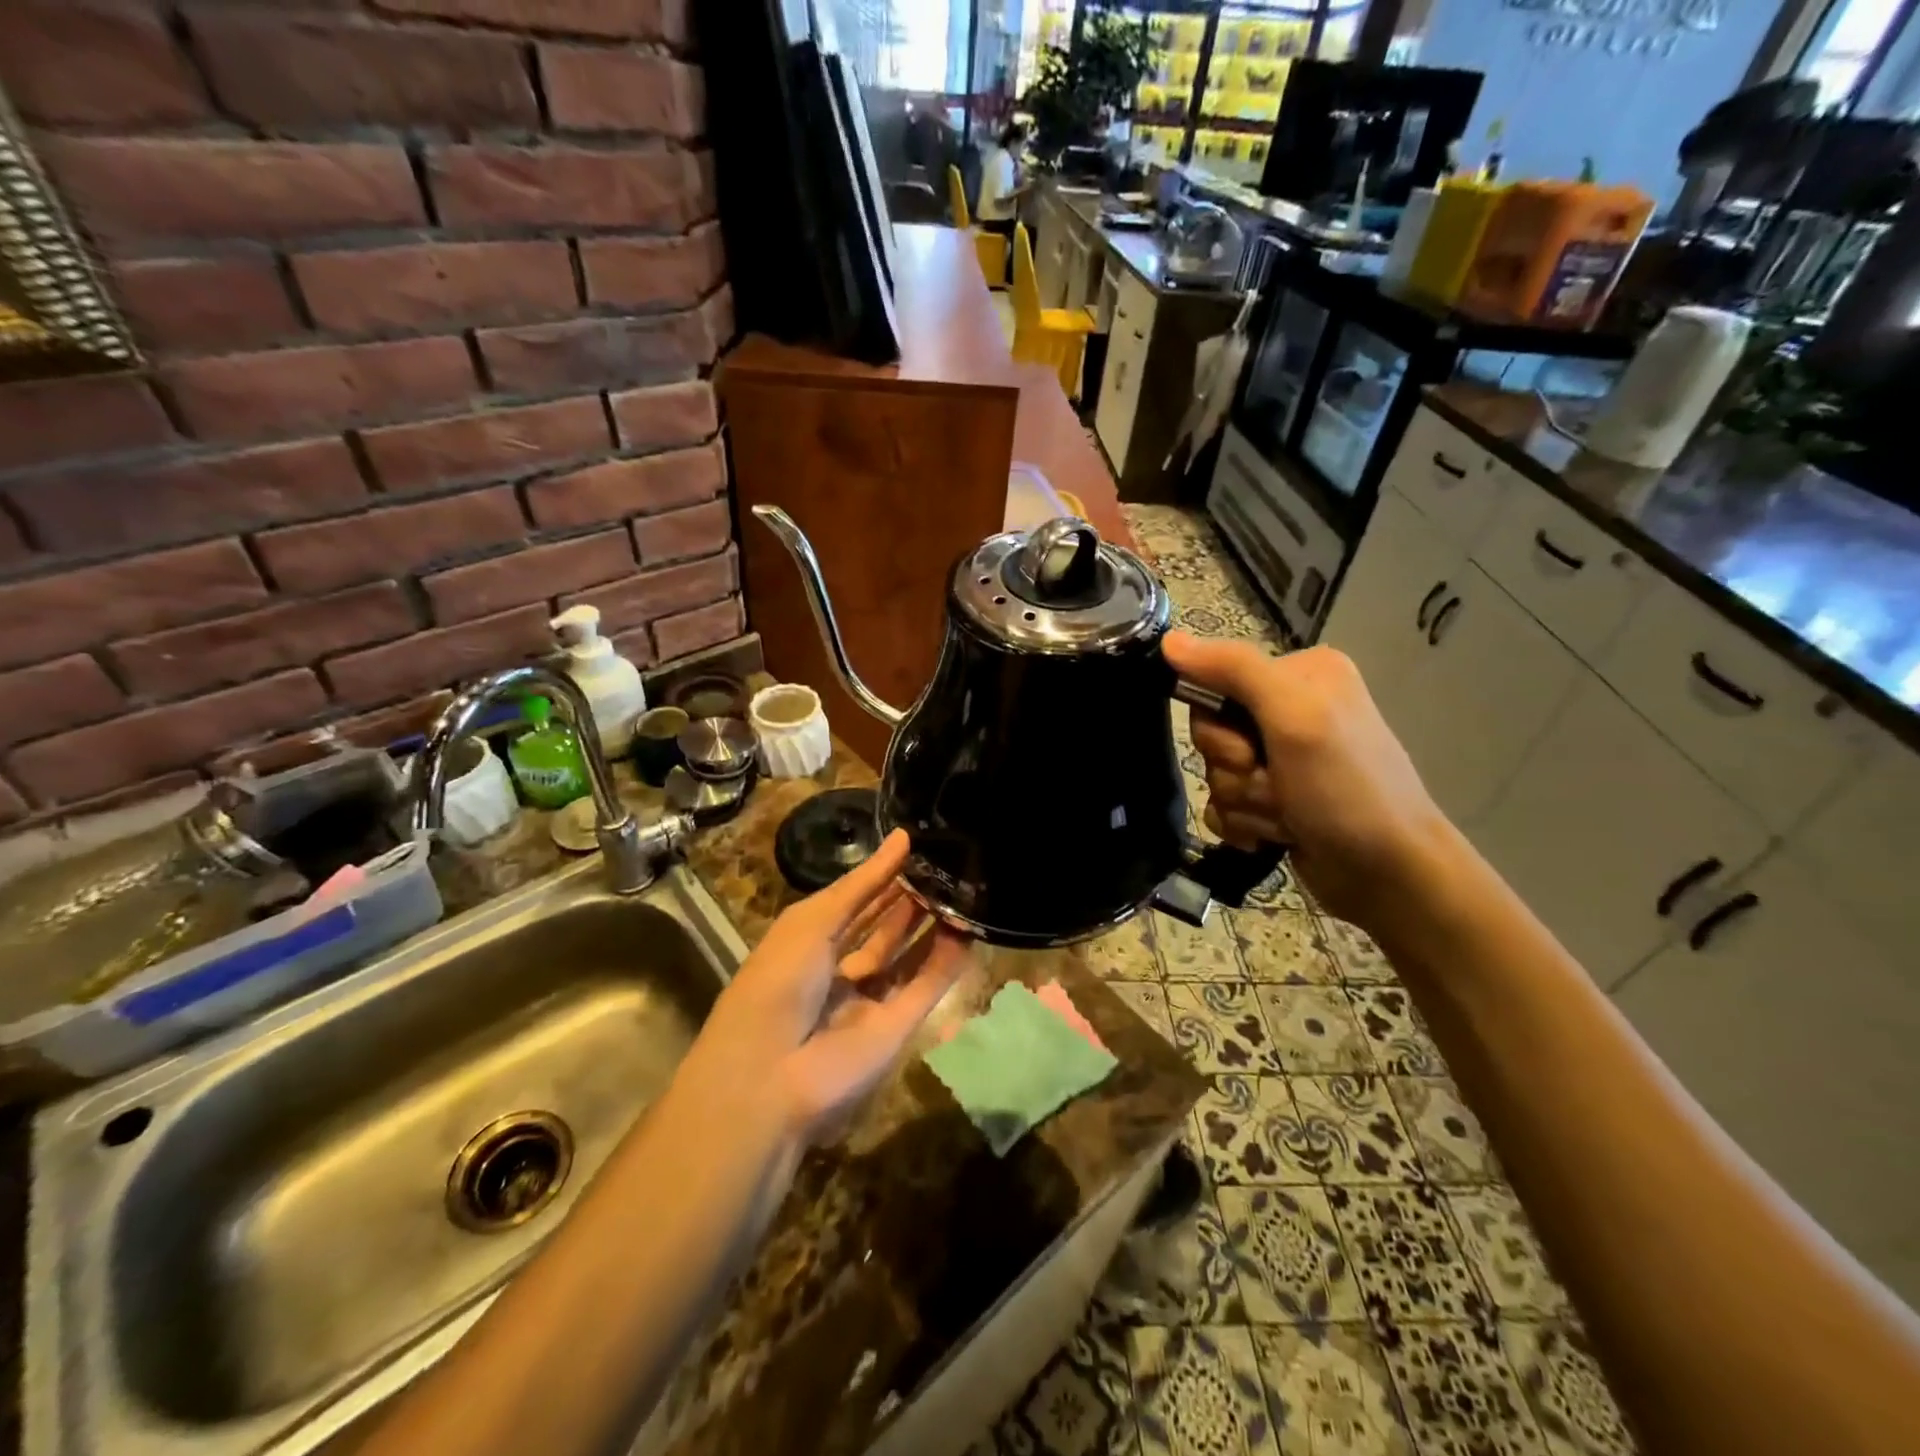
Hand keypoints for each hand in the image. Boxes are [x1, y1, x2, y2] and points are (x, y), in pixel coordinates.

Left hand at [674, 829, 971, 1144]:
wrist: (770, 1077)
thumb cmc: (778, 982)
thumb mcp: (812, 922)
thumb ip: (862, 884)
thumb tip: (902, 838)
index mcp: (809, 946)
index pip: (853, 905)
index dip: (881, 878)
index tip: (917, 849)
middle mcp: (840, 973)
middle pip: (883, 931)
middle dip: (910, 901)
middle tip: (947, 867)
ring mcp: (869, 1003)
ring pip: (908, 958)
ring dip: (932, 927)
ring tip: (964, 890)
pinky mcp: (896, 1030)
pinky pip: (925, 989)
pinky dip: (946, 963)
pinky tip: (968, 932)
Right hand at [1163, 632, 1451, 928]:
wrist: (1388, 876)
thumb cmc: (1345, 789)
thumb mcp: (1293, 716)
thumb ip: (1233, 670)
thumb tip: (1168, 639)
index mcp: (1299, 675)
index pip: (1215, 681)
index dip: (1219, 724)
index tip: (1249, 750)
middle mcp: (1290, 709)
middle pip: (1211, 732)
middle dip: (1235, 770)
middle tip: (1276, 786)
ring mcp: (1282, 759)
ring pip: (1216, 773)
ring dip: (1244, 802)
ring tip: (1285, 817)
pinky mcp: (1275, 799)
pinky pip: (1223, 804)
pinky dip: (1243, 824)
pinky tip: (1273, 836)